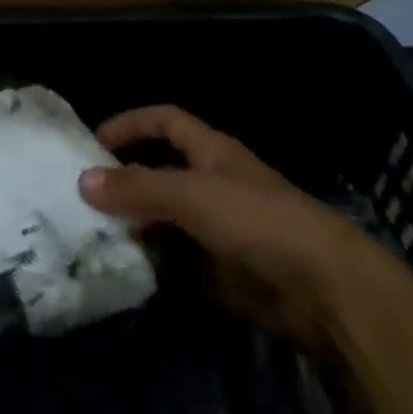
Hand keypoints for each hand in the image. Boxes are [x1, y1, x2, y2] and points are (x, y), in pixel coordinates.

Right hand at [78, 105, 388, 348]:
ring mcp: (223, 229)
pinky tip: (131, 272)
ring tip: (98, 237)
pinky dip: (159, 264)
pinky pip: (183, 261)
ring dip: (138, 227)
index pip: (164, 121)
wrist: (330, 292)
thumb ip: (137, 188)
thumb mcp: (191, 196)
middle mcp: (215, 184)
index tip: (94, 142)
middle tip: (85, 199)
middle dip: (126, 183)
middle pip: (161, 172)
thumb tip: (82, 181)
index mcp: (211, 152)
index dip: (130, 124)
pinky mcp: (229, 271)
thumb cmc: (259, 222)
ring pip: (169, 219)